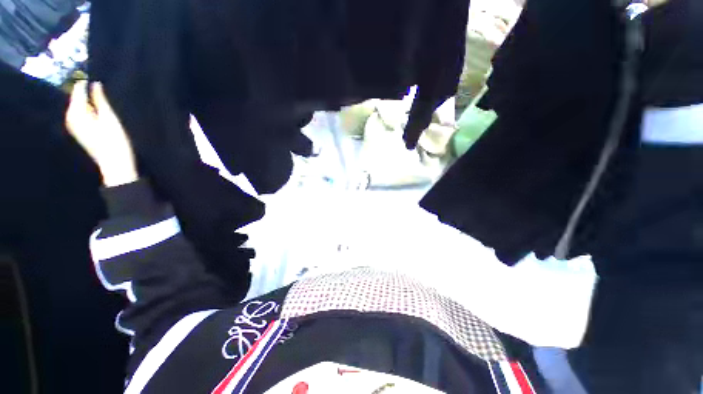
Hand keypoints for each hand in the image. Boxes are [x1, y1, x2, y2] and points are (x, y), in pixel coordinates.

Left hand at [66, 81, 138, 186]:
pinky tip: (99, 112)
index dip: (87, 83)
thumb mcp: (109, 118)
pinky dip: (89, 110)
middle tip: (102, 88)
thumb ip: (100, 100)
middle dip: (87, 92)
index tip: (98, 78)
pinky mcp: (80, 132)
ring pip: (80, 106)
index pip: (78, 90)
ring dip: (89, 102)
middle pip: (77, 98)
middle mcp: (71, 117)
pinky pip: (81, 115)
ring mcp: (74, 126)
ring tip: (102, 99)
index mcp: (76, 112)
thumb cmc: (114, 141)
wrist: (115, 164)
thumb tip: (95, 84)